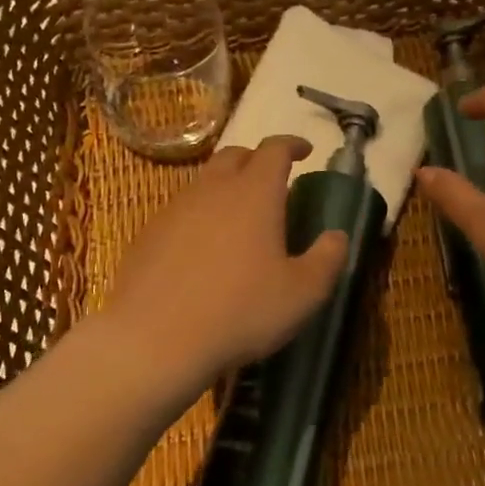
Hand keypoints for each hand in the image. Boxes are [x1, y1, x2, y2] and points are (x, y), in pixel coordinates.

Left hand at [103, 135, 347, 378]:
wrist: (154, 340)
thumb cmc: (240, 311)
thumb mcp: (303, 293)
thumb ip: (327, 259)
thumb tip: (336, 236)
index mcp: (254, 193)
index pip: (275, 149)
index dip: (292, 144)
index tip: (305, 151)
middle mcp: (212, 190)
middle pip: (234, 156)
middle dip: (257, 160)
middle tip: (274, 181)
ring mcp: (174, 210)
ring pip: (204, 183)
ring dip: (226, 189)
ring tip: (240, 218)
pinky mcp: (148, 235)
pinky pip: (181, 212)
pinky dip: (200, 217)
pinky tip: (204, 250)